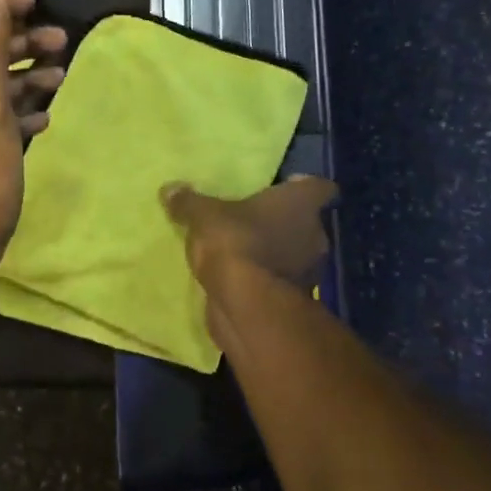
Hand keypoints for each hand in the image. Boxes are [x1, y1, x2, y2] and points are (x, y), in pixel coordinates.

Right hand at [161, 176, 338, 284]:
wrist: (247, 304)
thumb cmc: (235, 242)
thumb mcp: (203, 216)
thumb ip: (189, 202)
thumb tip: (169, 189)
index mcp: (301, 204)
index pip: (320, 188)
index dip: (304, 186)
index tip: (287, 186)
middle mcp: (315, 234)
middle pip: (306, 222)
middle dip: (285, 222)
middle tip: (255, 220)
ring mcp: (309, 271)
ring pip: (296, 253)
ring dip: (277, 253)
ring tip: (246, 251)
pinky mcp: (296, 300)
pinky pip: (282, 281)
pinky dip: (268, 279)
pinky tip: (243, 279)